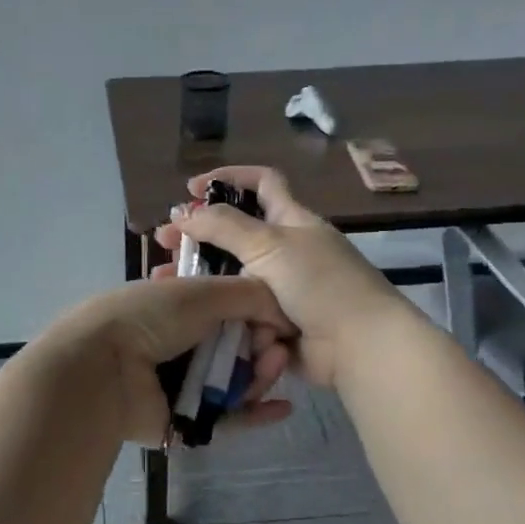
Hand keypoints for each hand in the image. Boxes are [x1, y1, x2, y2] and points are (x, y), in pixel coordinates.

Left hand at [44, 274, 296, 445]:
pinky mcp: (185, 421)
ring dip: (261, 375)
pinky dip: (254, 413)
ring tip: (272, 368)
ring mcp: (182, 383)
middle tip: (276, 349)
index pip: (228, 308)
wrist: (102, 369)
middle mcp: (180, 343)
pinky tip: (282, 407)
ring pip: (236, 382)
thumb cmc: (149, 318)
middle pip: (236, 346)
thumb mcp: (201, 291)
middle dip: (263, 345)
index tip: (275, 317)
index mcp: (177, 306)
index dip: (256, 313)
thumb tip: (284, 313)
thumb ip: (249, 294)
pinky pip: (227, 418)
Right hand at [153, 166, 406, 388]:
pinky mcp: (275, 322)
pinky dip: (219, 311)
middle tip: (165, 243)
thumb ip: (224, 225)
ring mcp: (281, 289)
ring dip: (200, 277)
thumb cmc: (320, 283)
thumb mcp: (270, 244)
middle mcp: (286, 250)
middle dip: (199, 236)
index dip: (229, 177)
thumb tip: (185, 214)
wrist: (358, 346)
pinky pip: (238, 312)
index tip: (192, 188)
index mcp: (292, 220)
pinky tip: (189, 312)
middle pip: (236, 234)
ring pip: (231, 277)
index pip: (262, 183)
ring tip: (165, 282)